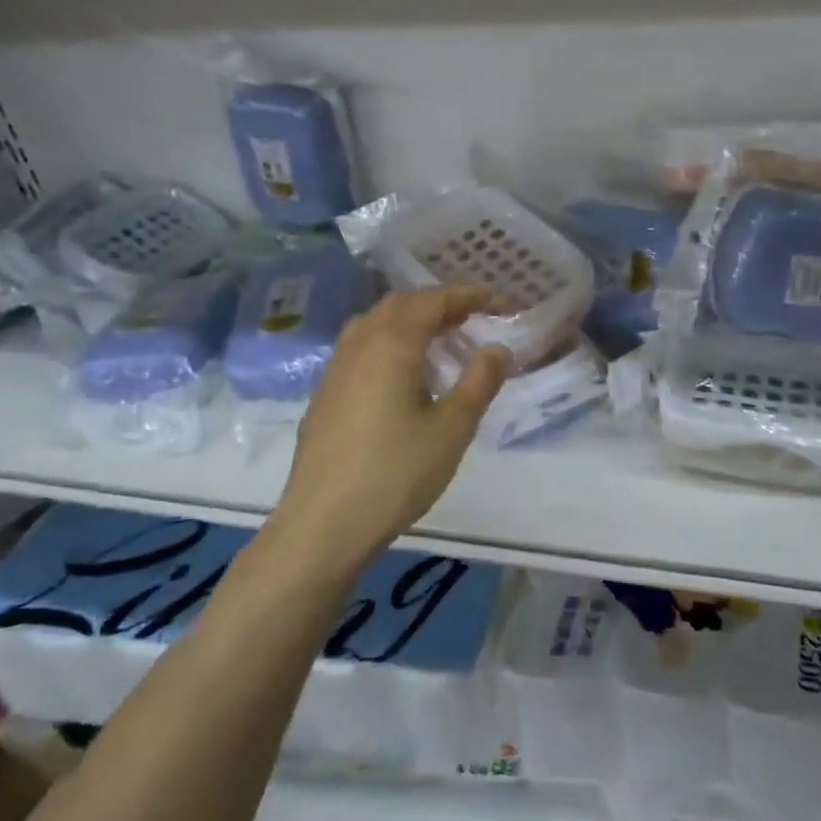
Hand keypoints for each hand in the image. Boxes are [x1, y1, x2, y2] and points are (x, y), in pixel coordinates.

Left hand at [264, 287, 510, 574]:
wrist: (322, 525)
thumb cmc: (396, 473)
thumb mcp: (453, 428)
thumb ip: (479, 381)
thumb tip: (498, 348)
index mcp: (392, 344)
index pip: (432, 302)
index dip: (465, 296)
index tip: (494, 300)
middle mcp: (360, 345)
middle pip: (399, 305)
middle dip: (436, 303)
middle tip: (469, 317)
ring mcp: (335, 370)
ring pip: (374, 324)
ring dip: (408, 320)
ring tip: (437, 339)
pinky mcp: (324, 395)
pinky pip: (359, 347)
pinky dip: (387, 341)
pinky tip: (400, 374)